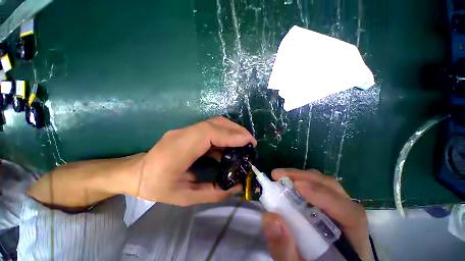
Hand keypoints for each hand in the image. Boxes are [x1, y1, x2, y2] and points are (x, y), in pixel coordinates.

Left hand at [126, 117, 255, 205]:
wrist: (136, 173)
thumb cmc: (157, 187)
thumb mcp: (185, 197)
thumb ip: (213, 192)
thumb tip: (236, 186)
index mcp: (179, 149)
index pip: (210, 133)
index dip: (231, 135)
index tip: (249, 142)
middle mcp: (183, 134)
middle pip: (215, 123)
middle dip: (236, 130)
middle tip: (251, 142)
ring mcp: (185, 130)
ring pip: (214, 123)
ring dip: (232, 130)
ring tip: (244, 143)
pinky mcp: (189, 132)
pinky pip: (211, 128)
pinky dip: (224, 134)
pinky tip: (230, 146)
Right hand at [261, 169, 369, 259]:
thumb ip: (286, 252)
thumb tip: (271, 218)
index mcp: (353, 244)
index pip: (351, 215)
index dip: (324, 196)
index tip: (296, 185)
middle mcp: (350, 223)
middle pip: (336, 192)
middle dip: (306, 179)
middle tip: (279, 175)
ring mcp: (339, 213)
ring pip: (327, 187)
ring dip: (302, 177)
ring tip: (280, 177)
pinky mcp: (327, 209)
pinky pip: (317, 189)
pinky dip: (301, 182)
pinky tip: (287, 184)